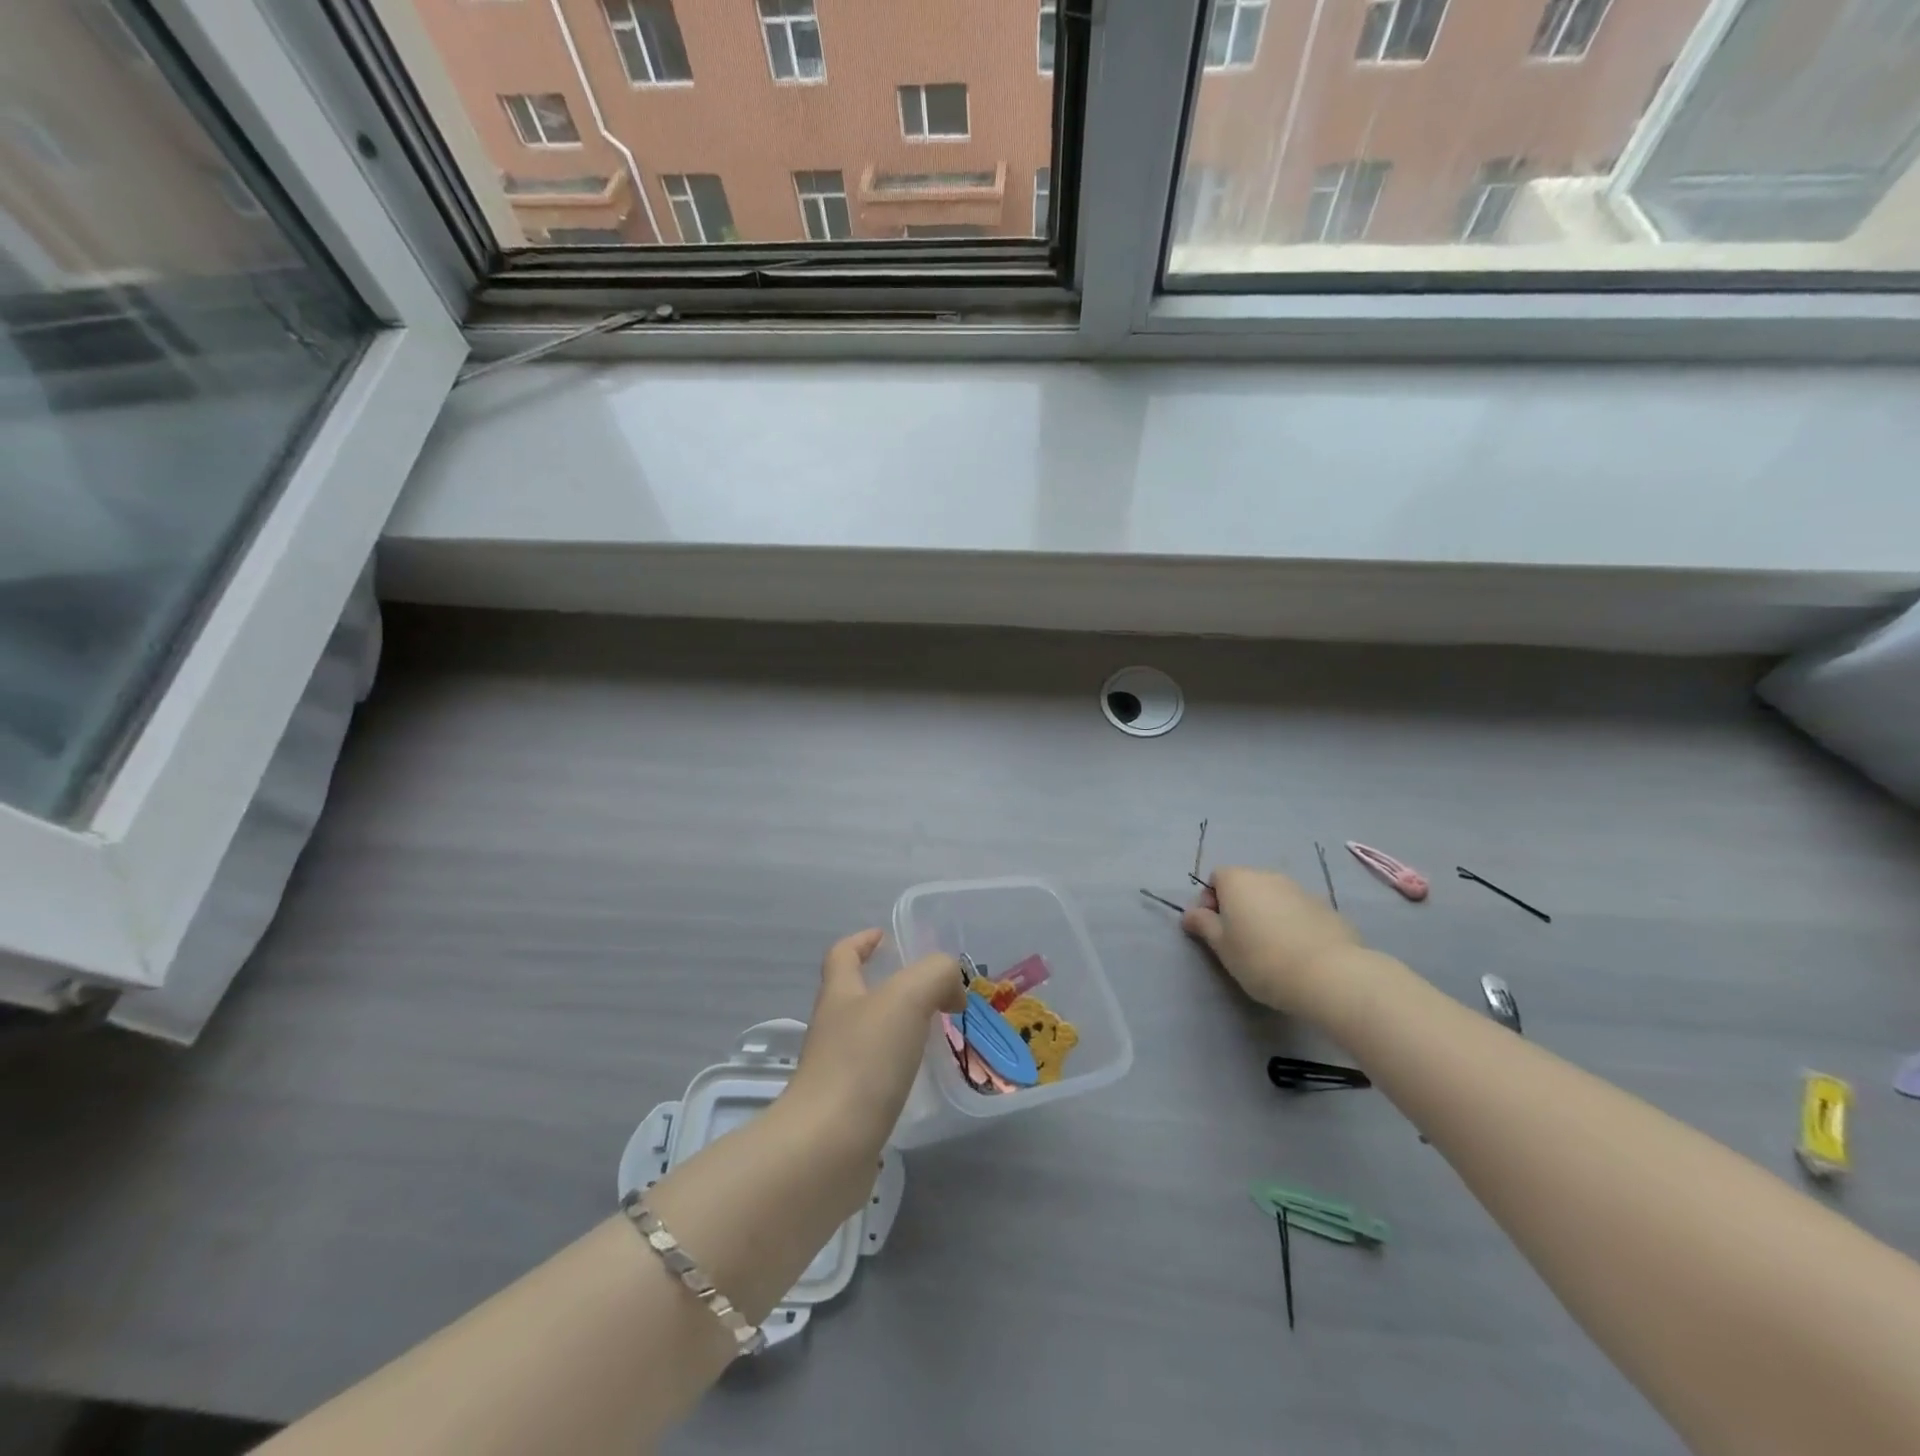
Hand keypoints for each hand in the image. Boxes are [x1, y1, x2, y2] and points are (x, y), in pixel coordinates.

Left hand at [786, 930, 964, 1156]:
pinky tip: (924, 1078)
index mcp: (840, 995)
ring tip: (938, 1034)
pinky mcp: (847, 1110)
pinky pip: (877, 1076)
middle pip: (857, 995)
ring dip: (900, 1029)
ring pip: (870, 1037)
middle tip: (935, 992)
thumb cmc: (863, 1062)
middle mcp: (832, 1028)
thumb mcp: (908, 998)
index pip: (843, 955)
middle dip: (892, 988)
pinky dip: (900, 1069)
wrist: (827, 1149)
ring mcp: (836, 1072)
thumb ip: (936, 975)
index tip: (886, 938)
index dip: (862, 941)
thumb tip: (952, 991)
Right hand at [1182, 866, 1364, 1017]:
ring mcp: (1300, 890)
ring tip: (1271, 949)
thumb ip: (1203, 925)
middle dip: (1239, 907)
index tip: (1214, 929)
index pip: (1216, 878)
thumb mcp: (1221, 947)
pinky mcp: (1326, 908)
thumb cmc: (1261, 959)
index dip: (1210, 901)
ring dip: (1266, 914)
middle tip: (1239, 941)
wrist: (1329, 975)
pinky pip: (1298, 911)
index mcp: (1238, 880)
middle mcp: (1268, 876)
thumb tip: (1190, 913)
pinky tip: (1296, 952)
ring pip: (1273, 897)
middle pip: (1245, 885)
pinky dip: (1292, 924)